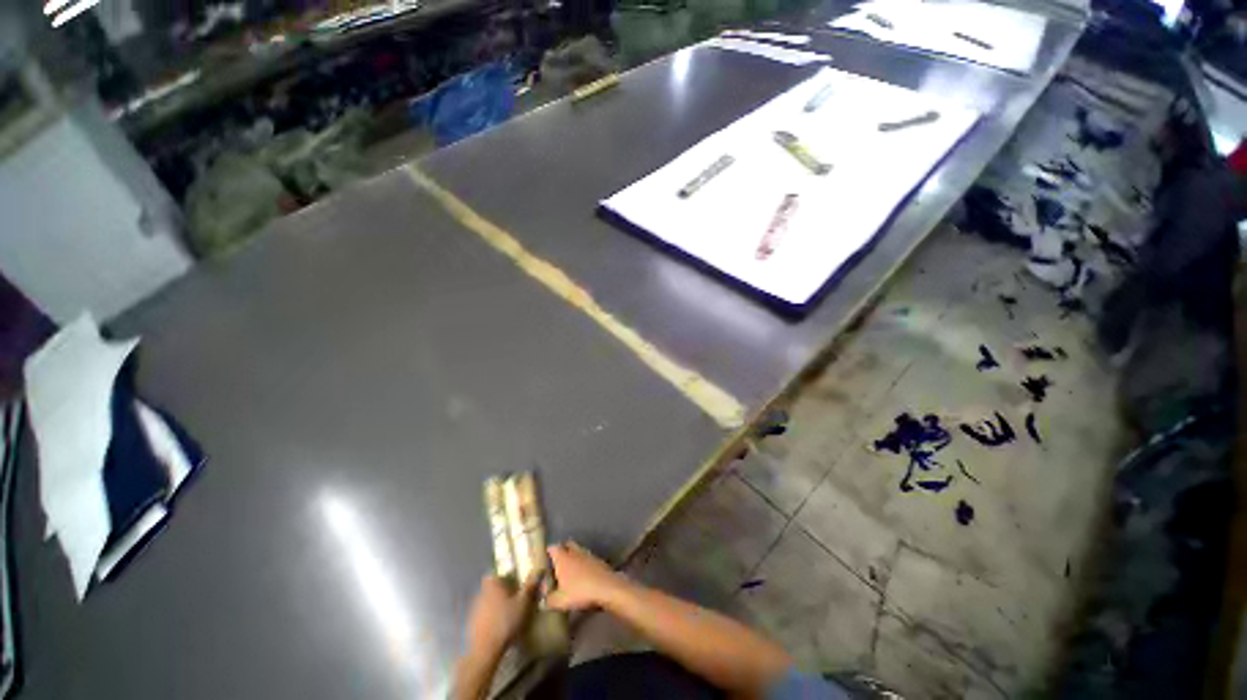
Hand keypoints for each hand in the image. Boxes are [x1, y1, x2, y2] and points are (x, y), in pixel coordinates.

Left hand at [466, 572, 539, 655]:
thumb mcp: (523, 602)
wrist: (486, 649)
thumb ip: (530, 586)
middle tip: (513, 599)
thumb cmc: (506, 621)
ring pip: (487, 602)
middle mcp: (481, 594)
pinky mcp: (472, 625)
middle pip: (491, 589)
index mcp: (492, 585)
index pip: (493, 575)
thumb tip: (538, 570)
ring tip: (508, 614)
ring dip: (495, 606)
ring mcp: (475, 610)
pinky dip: (490, 618)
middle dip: (501, 592)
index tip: (512, 582)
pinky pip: (483, 616)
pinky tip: (499, 627)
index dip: (502, 577)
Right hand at [545, 542, 624, 611]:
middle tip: (557, 562)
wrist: (606, 587)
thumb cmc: (580, 591)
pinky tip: (583, 574)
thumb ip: (548, 600)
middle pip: (566, 545)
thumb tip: (542, 601)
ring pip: (577, 550)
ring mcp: (587, 554)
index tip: (544, 559)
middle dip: (562, 550)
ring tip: (570, 569)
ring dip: (573, 556)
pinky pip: (587, 557)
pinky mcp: (598, 559)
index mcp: (563, 558)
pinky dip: (583, 562)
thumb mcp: (560, 601)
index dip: (548, 552)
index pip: (553, 548)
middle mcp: (574, 552)